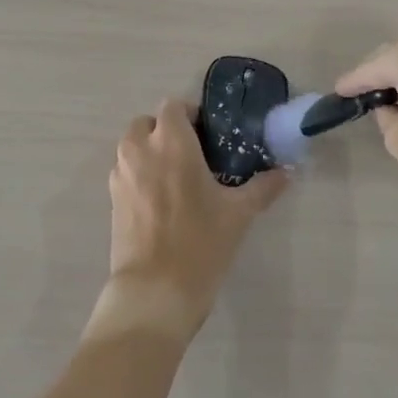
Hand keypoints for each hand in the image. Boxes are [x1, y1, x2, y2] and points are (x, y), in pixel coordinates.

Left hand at [90, 98, 289, 344]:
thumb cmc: (200, 243)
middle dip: (166, 131)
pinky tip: (162, 201)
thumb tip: (286, 173)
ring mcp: (121, 175)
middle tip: (192, 154)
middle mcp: (140, 150)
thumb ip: (262, 188)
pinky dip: (140, 174)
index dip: (190, 114)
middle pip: (147, 123)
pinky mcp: (111, 199)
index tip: (209, 133)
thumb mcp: (238, 214)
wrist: (155, 291)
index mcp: (171, 142)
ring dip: (150, 151)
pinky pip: (126, 172)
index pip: (173, 106)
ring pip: (133, 147)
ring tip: (177, 177)